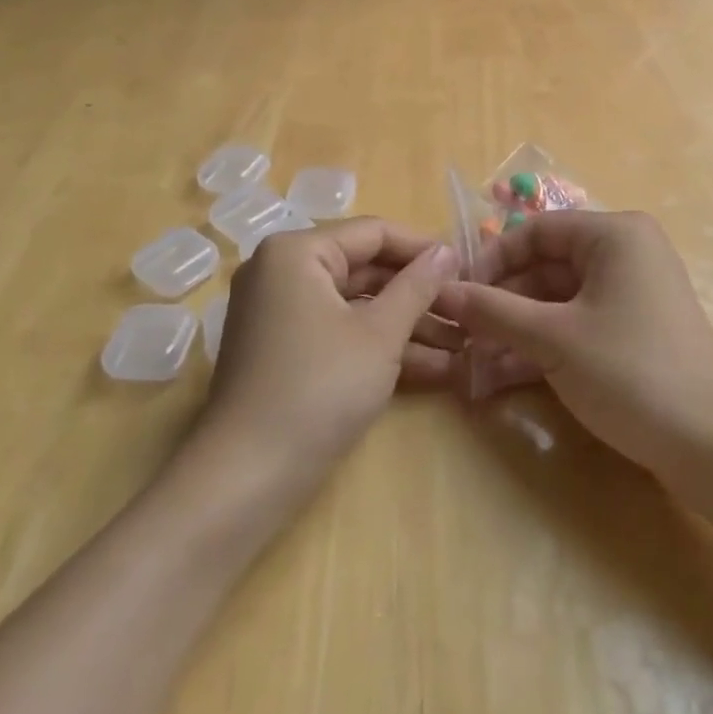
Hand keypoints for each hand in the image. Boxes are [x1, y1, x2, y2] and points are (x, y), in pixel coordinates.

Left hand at [199, 219, 460, 494]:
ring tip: (463, 345)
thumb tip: (448, 251)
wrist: (244, 481)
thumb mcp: (380, 335)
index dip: (423, 249)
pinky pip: (340, 331)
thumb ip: (417, 286)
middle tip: (468, 310)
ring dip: (407, 325)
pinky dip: (379, 346)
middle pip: (365, 269)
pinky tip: (434, 368)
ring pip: (357, 305)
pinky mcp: (285, 350)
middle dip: (419, 294)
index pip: (373, 232)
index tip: (467, 268)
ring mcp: (281, 313)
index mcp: (297, 252)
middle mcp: (283, 271)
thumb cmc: (318, 390)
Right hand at [435, 211, 712, 480]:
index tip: (456, 295)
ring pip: (558, 299)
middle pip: (546, 265)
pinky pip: (578, 323)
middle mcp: (625, 252)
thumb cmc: (630, 372)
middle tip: (461, 334)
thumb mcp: (553, 339)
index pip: (535, 231)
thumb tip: (441, 292)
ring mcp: (632, 292)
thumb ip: (493, 311)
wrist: (712, 446)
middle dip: (502, 301)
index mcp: (614, 234)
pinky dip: (543, 343)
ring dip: (517, 327)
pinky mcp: (634, 329)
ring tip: (473, 360)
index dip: (491, 260)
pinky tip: (502, 374)